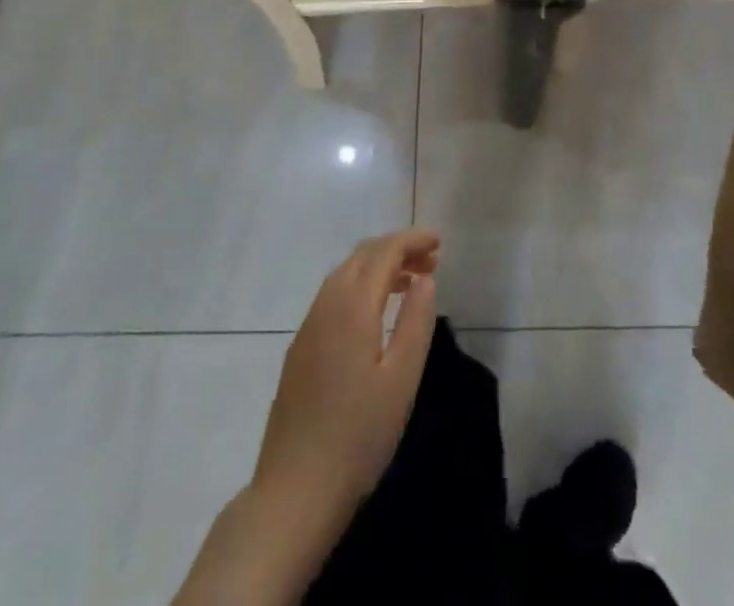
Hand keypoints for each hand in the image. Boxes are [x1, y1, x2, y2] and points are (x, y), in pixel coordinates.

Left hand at [252, 229, 441, 534]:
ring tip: (410, 283)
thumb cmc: (358, 437)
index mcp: (353, 307)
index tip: (439, 242)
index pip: (384, 252)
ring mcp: (308, 327)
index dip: (412, 240)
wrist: (294, 492)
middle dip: (397, 249)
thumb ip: (416, 322)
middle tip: (431, 260)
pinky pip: (333, 295)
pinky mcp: (300, 350)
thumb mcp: (401, 380)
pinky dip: (361, 286)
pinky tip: (376, 312)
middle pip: (362, 255)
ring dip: (378, 266)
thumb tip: (424, 279)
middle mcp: (326, 305)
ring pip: (345, 274)